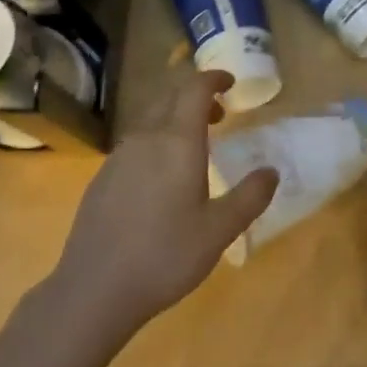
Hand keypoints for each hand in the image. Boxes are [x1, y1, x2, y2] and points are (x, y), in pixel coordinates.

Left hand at [50, 70, 277, 339]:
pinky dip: (155, 140)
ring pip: (149, 119)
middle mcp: (145, 138)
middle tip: (220, 114)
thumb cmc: (165, 255)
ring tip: (194, 145)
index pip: (195, 90)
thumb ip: (249, 197)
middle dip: (196, 97)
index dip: (213, 79)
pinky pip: (134, 142)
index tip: (231, 82)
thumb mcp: (219, 231)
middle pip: (170, 98)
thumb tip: (271, 171)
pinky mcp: (102, 177)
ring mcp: (118, 156)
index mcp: (177, 141)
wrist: (95, 287)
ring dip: (174, 118)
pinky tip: (160, 176)